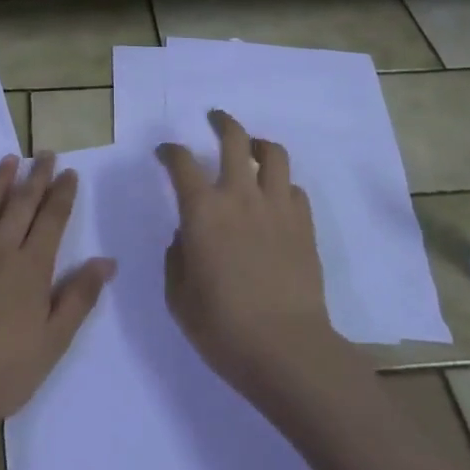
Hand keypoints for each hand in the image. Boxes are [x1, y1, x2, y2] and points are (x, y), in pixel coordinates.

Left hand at [0, 153, 114, 436]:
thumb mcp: (53, 342)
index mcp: (30, 267)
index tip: (68, 172)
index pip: (51, 219)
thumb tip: (106, 260)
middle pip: (20, 204)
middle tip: (45, 154)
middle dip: (36, 177)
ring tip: (9, 160)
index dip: (61, 194)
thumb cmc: (4, 372)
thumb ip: (79, 298)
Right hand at [158, 110, 339, 393]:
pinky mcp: (304, 225)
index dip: (170, 151)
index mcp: (202, 211)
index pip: (181, 162)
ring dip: (258, 144)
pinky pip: (295, 189)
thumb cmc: (223, 327)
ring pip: (273, 153)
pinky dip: (283, 186)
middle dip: (222, 122)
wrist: (287, 350)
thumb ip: (177, 257)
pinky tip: (276, 199)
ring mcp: (277, 207)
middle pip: (234, 138)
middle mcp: (240, 196)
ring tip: (252, 149)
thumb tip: (187, 236)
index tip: (165, 152)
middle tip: (215, 119)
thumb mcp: (179, 297)